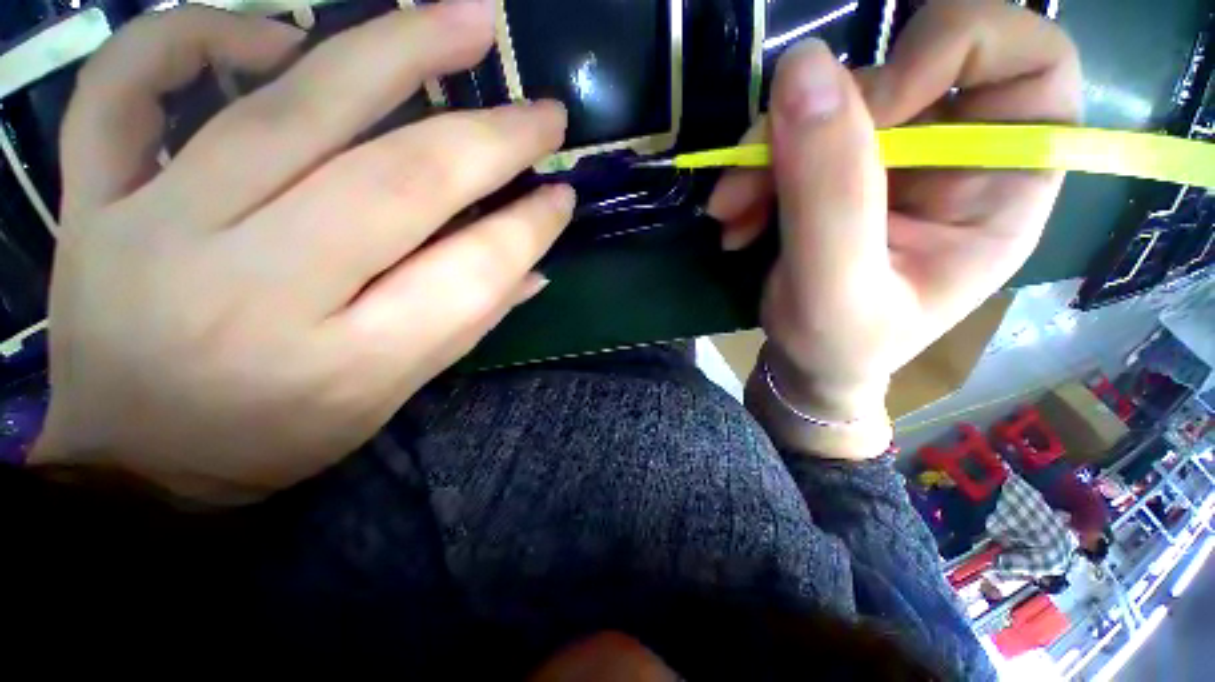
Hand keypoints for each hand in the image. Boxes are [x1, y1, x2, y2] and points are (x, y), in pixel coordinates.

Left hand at [31, 2, 572, 502]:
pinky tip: (272, 37)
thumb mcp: (392, 396)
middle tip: (543, 111)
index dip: (528, 230)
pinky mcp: (92, 203)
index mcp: (347, 362)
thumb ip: (468, 323)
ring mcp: (156, 234)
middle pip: (397, 184)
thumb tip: (534, 267)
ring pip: (285, 108)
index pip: (469, 276)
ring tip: (464, 19)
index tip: (561, 195)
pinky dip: (197, 34)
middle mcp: (257, 292)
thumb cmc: (278, 437)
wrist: (138, 463)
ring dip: (394, 51)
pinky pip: (128, 86)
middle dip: (489, 140)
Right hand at [711, 0, 1080, 457]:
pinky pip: (793, 134)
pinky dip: (754, 170)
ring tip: (729, 212)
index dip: (949, 51)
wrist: (806, 364)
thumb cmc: (838, 347)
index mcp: (1004, 186)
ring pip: (831, 101)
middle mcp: (959, 155)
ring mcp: (894, 158)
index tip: (869, 110)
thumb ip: (827, 191)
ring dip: (765, 152)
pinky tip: (735, 219)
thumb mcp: (834, 288)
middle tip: (750, 179)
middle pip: (902, 70)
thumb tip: (802, 66)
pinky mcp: (840, 169)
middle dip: (814, 120)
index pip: (1029, 59)